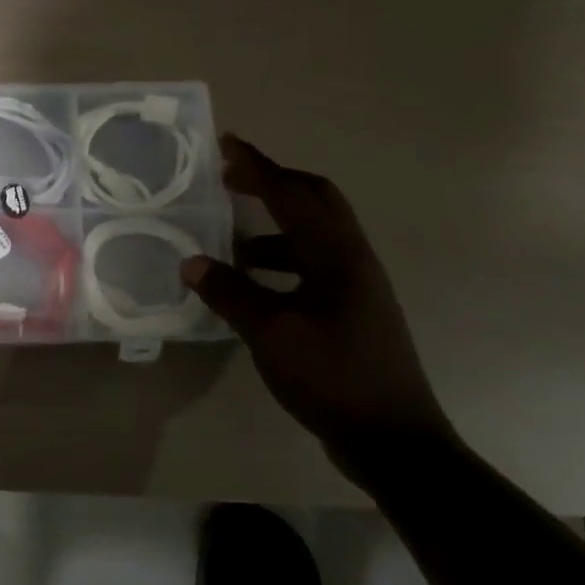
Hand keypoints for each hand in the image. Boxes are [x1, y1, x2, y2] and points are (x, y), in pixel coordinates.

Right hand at [180, 135, 458, 480]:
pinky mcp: (351, 310)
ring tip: (230, 241)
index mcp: (336, 256)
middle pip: (315, 201)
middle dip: (273, 184)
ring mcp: (356, 286)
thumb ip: (230, 293)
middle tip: (231, 180)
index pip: (292, 195)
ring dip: (273, 226)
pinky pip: (311, 265)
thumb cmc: (333, 378)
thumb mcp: (272, 334)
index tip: (227, 144)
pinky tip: (252, 284)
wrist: (393, 440)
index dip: (258, 167)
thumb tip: (191, 262)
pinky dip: (279, 260)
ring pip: (313, 235)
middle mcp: (351, 260)